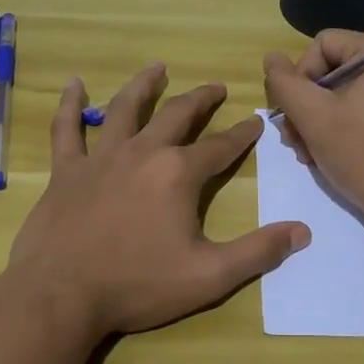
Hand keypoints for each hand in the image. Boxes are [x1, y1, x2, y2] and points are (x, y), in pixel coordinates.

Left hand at [5, 63, 311, 339]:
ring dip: (144, 85)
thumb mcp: (209, 275)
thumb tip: (303, 232)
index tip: (255, 121)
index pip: (220, 147)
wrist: (60, 296)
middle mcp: (143, 153)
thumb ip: (258, 252)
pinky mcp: (66, 171)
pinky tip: (73, 85)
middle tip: (216, 88)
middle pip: (177, 115)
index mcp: (178, 174)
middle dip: (201, 99)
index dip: (242, 134)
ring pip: (124, 109)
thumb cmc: (138, 285)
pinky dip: (69, 105)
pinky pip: (66, 129)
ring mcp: (101, 158)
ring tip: (157, 68)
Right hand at [263, 32, 363, 230]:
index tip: (293, 112)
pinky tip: (327, 157)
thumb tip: (272, 58)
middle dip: (307, 105)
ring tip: (307, 154)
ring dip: (318, 122)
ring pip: (346, 95)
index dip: (300, 75)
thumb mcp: (314, 117)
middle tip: (293, 140)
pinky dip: (342, 130)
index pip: (324, 44)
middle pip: (334, 71)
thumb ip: (285, 83)